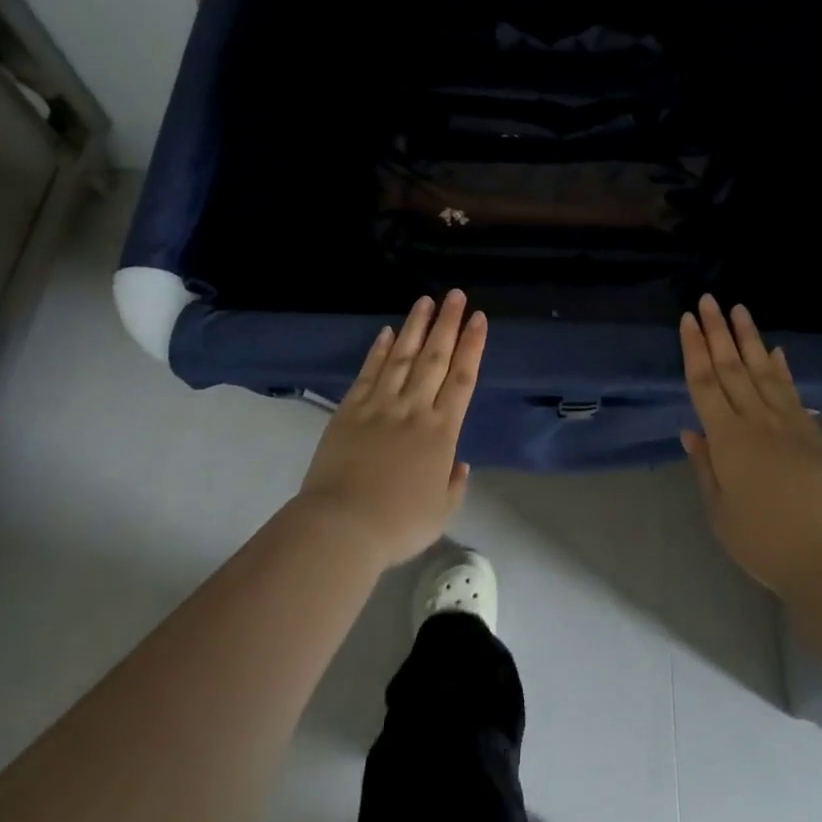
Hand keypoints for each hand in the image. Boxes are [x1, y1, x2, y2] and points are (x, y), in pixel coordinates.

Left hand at [296, 291, 484, 569]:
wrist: (342, 526)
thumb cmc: (398, 524)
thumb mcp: (441, 512)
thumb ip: (454, 484)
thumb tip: (458, 463)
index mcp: (441, 431)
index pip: (462, 378)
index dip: (472, 345)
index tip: (478, 318)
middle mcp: (414, 408)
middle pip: (435, 357)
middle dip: (448, 323)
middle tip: (456, 295)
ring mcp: (380, 405)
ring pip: (402, 356)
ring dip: (415, 326)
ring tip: (426, 301)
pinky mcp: (350, 409)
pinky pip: (369, 372)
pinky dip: (378, 350)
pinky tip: (386, 332)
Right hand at [679, 295, 821, 597]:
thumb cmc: (764, 541)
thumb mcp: (720, 512)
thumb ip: (705, 467)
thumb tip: (691, 431)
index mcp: (727, 438)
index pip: (704, 383)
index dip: (694, 349)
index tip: (688, 320)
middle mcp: (755, 420)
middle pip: (731, 368)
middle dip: (717, 331)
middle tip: (708, 299)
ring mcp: (787, 423)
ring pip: (763, 370)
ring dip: (749, 338)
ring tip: (739, 309)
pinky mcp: (812, 434)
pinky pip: (792, 392)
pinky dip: (782, 368)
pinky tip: (776, 351)